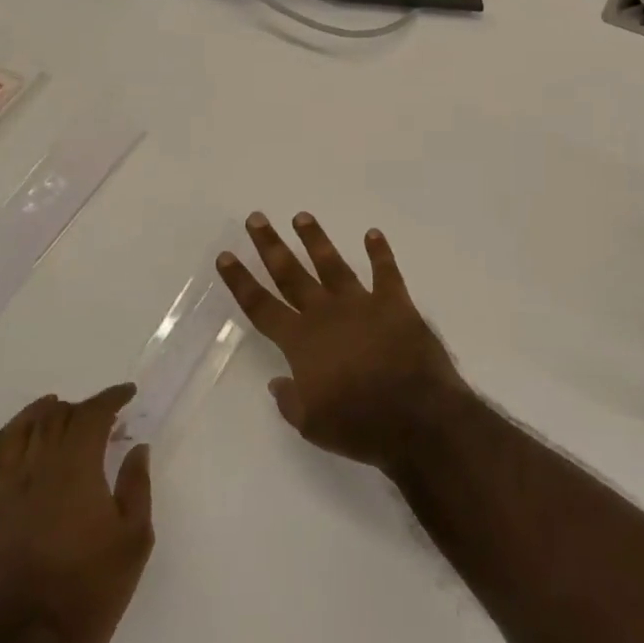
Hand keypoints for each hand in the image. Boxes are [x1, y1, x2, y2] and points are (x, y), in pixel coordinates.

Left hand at [0, 387, 152, 642]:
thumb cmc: (94, 591)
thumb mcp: (135, 538)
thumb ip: (136, 486)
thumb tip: (136, 448)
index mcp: (76, 471)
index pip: (91, 416)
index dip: (110, 398)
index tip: (127, 394)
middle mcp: (34, 472)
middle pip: (52, 421)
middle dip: (77, 408)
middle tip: (96, 414)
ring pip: (10, 438)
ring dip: (30, 416)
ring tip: (46, 407)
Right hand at [217, 212, 470, 471]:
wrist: (417, 418)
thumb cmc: (360, 426)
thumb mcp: (312, 425)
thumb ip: (290, 399)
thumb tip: (278, 381)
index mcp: (301, 342)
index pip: (261, 306)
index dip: (241, 281)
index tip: (226, 256)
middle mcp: (326, 314)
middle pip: (291, 274)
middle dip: (271, 246)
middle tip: (256, 219)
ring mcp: (362, 304)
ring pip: (332, 264)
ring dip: (315, 240)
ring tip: (302, 216)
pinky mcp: (396, 304)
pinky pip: (386, 272)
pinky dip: (380, 252)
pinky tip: (373, 234)